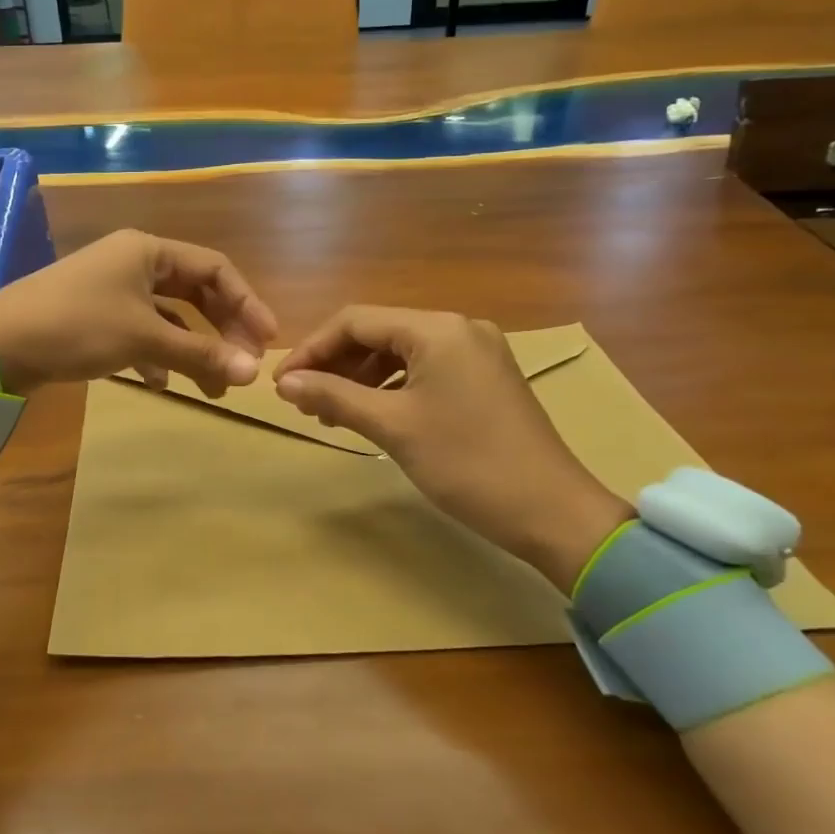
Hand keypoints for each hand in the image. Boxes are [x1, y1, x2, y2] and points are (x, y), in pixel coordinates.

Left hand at [0, 230, 277, 396]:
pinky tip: (161, 385)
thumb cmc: (77, 326)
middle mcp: (132, 262)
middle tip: (245, 365)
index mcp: (147, 250)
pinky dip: (157, 356)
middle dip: (222, 329)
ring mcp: (112, 290)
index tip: (268, 341)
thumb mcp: (143, 338)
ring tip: (214, 388)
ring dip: (192, 349)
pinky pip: (141, 332)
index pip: (215, 269)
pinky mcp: (95, 317)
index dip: (247, 303)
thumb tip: (253, 375)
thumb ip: (201, 354)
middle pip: (194, 292)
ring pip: (168, 317)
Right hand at [272, 307, 629, 590]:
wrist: (552, 512)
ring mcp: (476, 352)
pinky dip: (390, 387)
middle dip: (335, 364)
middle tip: (303, 402)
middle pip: (378, 333)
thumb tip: (284, 382)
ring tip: (330, 413)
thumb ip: (334, 396)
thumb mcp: (393, 426)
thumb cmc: (467, 463)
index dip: (312, 349)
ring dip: (360, 378)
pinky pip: (424, 369)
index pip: (356, 321)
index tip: (282, 384)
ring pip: (399, 353)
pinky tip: (370, 413)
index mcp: (437, 329)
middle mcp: (458, 328)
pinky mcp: (484, 378)